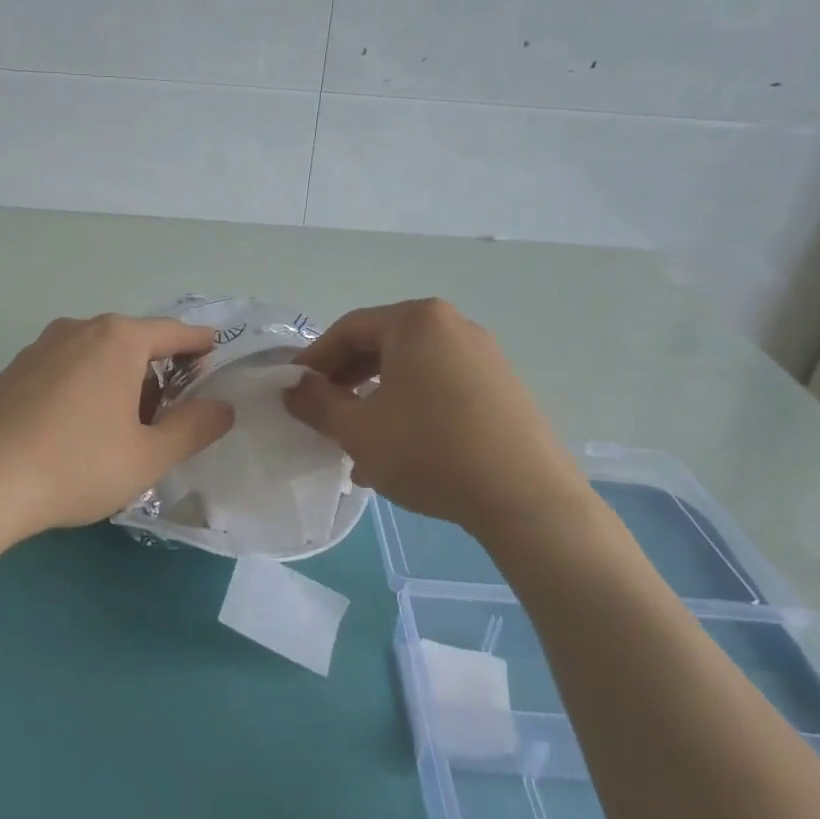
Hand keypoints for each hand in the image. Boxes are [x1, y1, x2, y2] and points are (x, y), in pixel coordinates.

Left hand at [0, 314, 234, 552]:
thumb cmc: (76, 465)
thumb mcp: (149, 456)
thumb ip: (194, 428)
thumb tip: (223, 407)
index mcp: (119, 339)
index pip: (176, 333)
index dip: (201, 347)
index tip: (216, 358)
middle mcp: (79, 330)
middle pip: (135, 343)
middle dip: (158, 374)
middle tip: (167, 420)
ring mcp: (40, 347)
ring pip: (97, 356)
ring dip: (120, 383)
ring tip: (121, 432)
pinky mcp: (13, 371)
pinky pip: (66, 370)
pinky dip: (85, 389)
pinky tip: (76, 433)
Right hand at [284, 299, 588, 536]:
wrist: (526, 497)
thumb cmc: (430, 451)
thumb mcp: (359, 430)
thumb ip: (317, 403)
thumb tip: (294, 388)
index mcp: (416, 322)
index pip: (348, 329)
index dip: (314, 360)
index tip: (293, 391)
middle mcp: (453, 326)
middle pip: (382, 346)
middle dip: (346, 382)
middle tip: (323, 415)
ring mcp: (484, 356)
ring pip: (411, 371)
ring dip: (376, 401)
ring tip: (358, 443)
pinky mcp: (502, 388)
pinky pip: (440, 387)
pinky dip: (410, 409)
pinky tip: (399, 452)